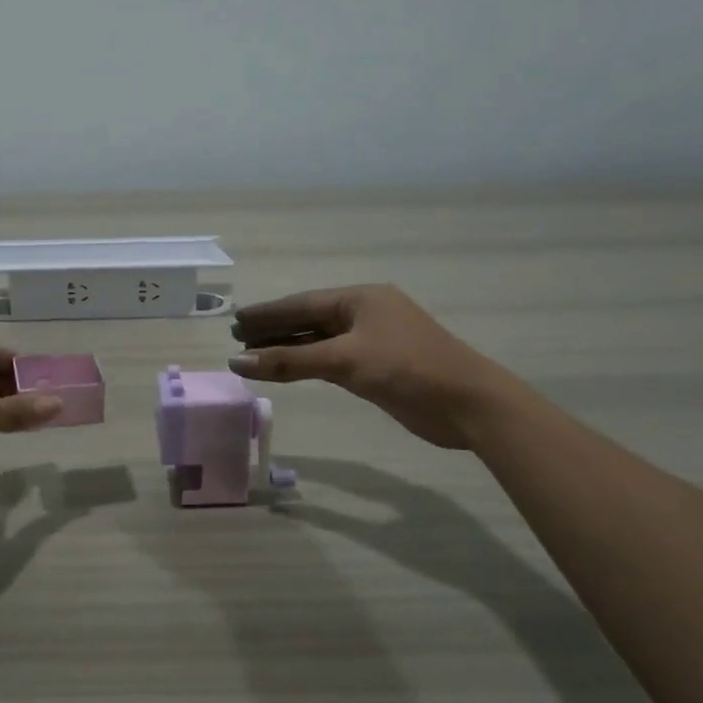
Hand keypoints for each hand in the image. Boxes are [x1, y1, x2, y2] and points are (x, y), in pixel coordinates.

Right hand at [229, 285, 516, 449]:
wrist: (467, 403)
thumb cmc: (406, 369)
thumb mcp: (344, 361)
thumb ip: (289, 361)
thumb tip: (238, 362)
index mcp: (360, 298)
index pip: (302, 304)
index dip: (267, 313)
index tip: (235, 320)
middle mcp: (365, 313)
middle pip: (309, 319)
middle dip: (274, 329)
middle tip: (238, 338)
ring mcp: (373, 340)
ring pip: (320, 340)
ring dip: (288, 348)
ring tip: (254, 355)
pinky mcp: (379, 366)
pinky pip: (332, 359)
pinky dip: (308, 363)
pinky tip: (289, 368)